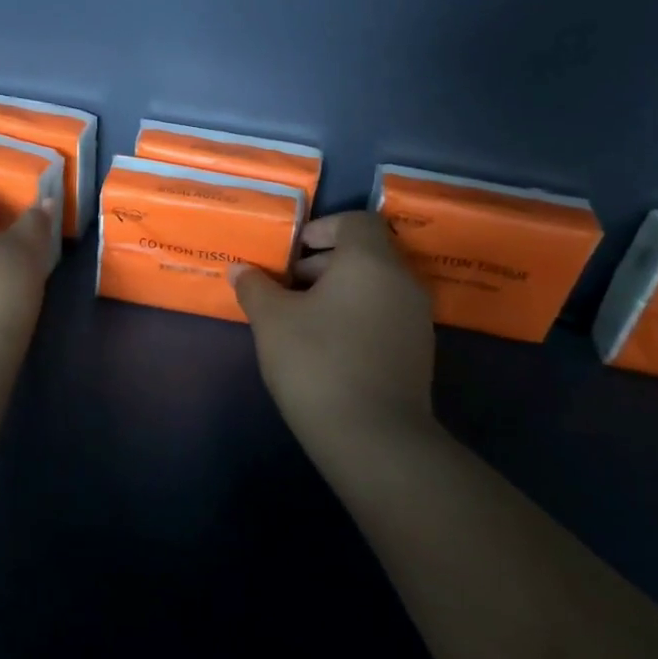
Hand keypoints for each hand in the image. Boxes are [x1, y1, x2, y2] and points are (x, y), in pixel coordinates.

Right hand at [233, 212, 436, 443]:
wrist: (373, 437)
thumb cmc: (317, 361)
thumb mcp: (271, 319)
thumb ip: (255, 287)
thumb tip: (240, 269)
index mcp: (371, 262)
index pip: (356, 221)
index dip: (322, 228)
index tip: (291, 253)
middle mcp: (402, 282)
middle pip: (365, 253)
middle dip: (323, 262)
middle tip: (286, 286)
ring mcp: (415, 319)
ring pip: (374, 286)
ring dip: (338, 291)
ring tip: (300, 318)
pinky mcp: (417, 352)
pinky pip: (383, 314)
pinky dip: (355, 315)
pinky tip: (325, 345)